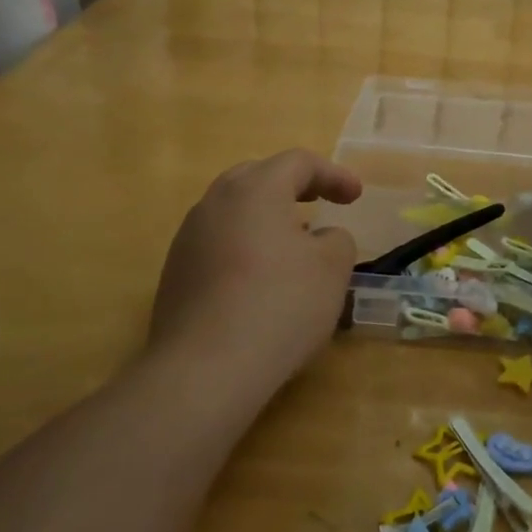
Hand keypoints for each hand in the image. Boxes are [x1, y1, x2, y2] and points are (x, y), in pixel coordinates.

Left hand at [149, 150, 360, 391]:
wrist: (205, 369)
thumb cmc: (280, 305)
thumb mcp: (332, 269)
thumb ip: (336, 240)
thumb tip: (320, 239)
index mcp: (256, 189)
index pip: (298, 162)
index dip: (333, 174)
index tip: (356, 196)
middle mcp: (215, 202)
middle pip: (257, 176)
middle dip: (293, 186)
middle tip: (319, 202)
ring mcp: (188, 238)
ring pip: (233, 210)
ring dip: (266, 217)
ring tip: (291, 242)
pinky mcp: (175, 273)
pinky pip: (218, 243)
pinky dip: (245, 246)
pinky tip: (260, 279)